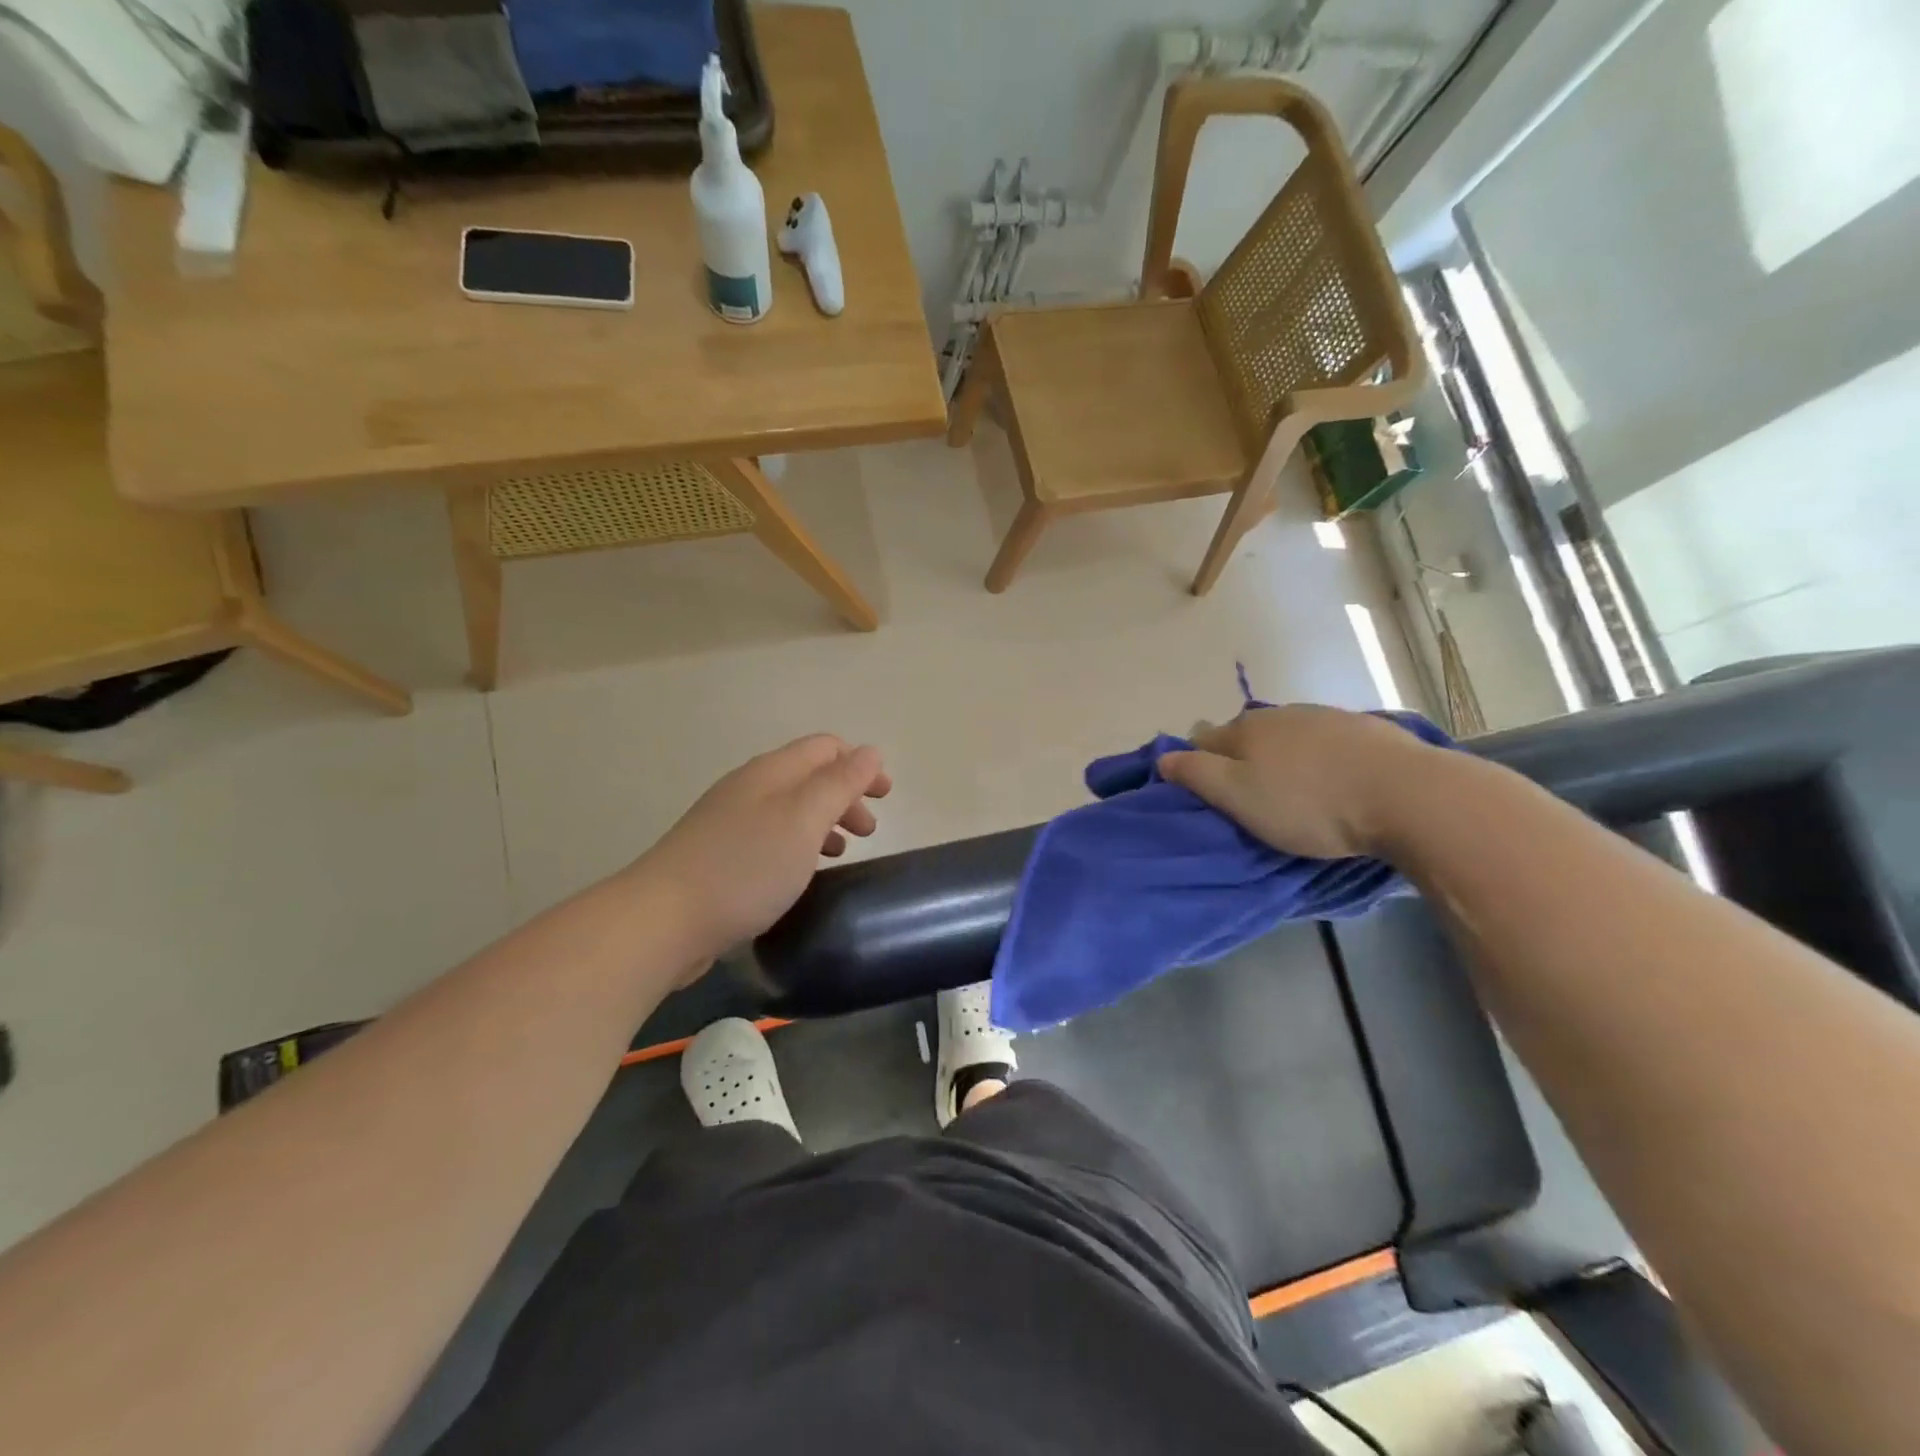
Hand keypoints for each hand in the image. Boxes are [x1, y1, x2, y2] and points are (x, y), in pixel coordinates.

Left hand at [638, 735, 890, 965]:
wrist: (663, 920)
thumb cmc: (745, 866)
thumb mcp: (804, 819)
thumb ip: (840, 783)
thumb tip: (870, 752)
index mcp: (772, 772)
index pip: (825, 747)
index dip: (860, 765)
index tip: (885, 797)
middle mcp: (749, 788)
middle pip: (809, 777)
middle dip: (845, 796)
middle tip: (869, 833)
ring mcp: (729, 822)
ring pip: (790, 809)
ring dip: (824, 822)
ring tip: (842, 853)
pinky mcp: (718, 856)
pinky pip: (771, 838)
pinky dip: (799, 846)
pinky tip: (801, 873)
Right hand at [1158, 704, 1438, 858]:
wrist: (1407, 795)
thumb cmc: (1310, 804)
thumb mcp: (1239, 798)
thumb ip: (1196, 775)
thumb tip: (1162, 757)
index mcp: (1245, 729)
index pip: (1202, 740)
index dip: (1197, 765)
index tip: (1208, 796)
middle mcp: (1280, 713)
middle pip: (1245, 735)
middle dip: (1240, 760)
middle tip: (1252, 800)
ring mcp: (1325, 716)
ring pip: (1287, 737)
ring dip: (1282, 758)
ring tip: (1295, 794)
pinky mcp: (1365, 729)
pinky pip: (1325, 742)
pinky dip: (1319, 759)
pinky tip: (1334, 781)